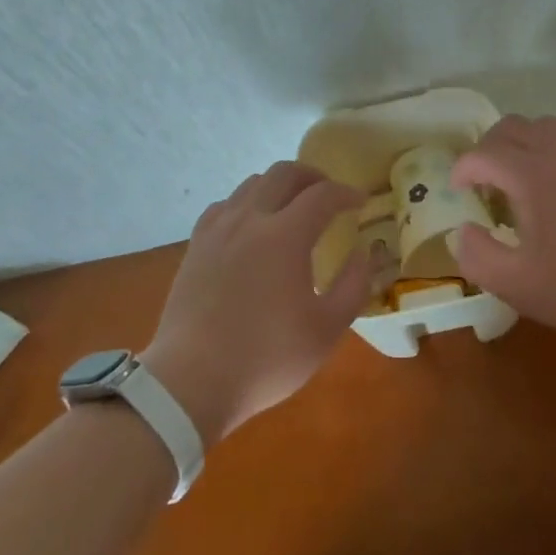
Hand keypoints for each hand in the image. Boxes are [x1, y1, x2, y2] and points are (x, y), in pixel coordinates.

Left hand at [142, 161, 373, 444]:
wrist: (191, 381)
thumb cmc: (266, 358)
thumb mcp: (326, 331)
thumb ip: (353, 286)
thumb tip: (364, 254)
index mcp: (285, 236)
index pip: (323, 195)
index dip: (346, 193)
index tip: (361, 203)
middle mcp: (250, 219)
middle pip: (284, 173)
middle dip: (313, 176)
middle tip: (329, 194)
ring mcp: (218, 230)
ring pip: (252, 183)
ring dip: (279, 186)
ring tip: (293, 207)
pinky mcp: (196, 245)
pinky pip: (225, 205)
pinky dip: (246, 203)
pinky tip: (251, 226)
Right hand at [449, 115, 555, 348]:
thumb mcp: (519, 286)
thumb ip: (478, 256)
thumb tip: (462, 231)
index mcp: (532, 174)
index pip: (482, 154)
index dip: (462, 170)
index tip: (458, 193)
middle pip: (511, 127)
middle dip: (487, 149)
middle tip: (483, 184)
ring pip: (543, 126)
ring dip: (520, 144)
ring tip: (517, 180)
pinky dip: (550, 149)